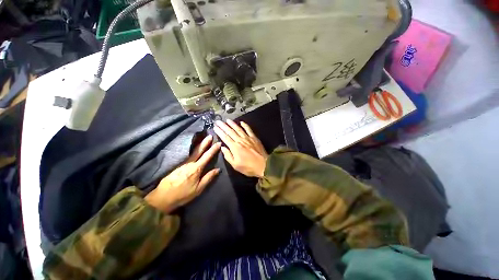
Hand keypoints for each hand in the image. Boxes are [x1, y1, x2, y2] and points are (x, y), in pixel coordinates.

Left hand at [145, 135, 220, 212]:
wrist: (163, 197)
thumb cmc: (183, 194)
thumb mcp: (198, 189)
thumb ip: (208, 178)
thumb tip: (218, 169)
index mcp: (196, 169)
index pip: (207, 156)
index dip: (213, 149)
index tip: (218, 143)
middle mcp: (189, 163)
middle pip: (198, 150)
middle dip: (205, 142)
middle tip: (210, 135)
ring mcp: (182, 163)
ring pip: (192, 152)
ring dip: (199, 145)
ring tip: (203, 139)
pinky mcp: (177, 165)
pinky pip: (187, 155)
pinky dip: (192, 150)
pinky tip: (193, 149)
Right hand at [214, 120, 267, 177]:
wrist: (263, 165)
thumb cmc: (248, 167)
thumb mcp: (235, 165)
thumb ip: (228, 155)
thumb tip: (222, 147)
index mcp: (235, 147)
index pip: (225, 137)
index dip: (219, 132)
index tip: (215, 127)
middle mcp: (240, 140)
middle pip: (230, 131)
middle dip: (223, 126)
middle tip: (218, 121)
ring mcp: (248, 138)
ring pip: (238, 129)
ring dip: (232, 124)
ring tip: (227, 120)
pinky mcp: (254, 138)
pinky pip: (249, 130)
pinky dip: (245, 125)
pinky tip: (241, 122)